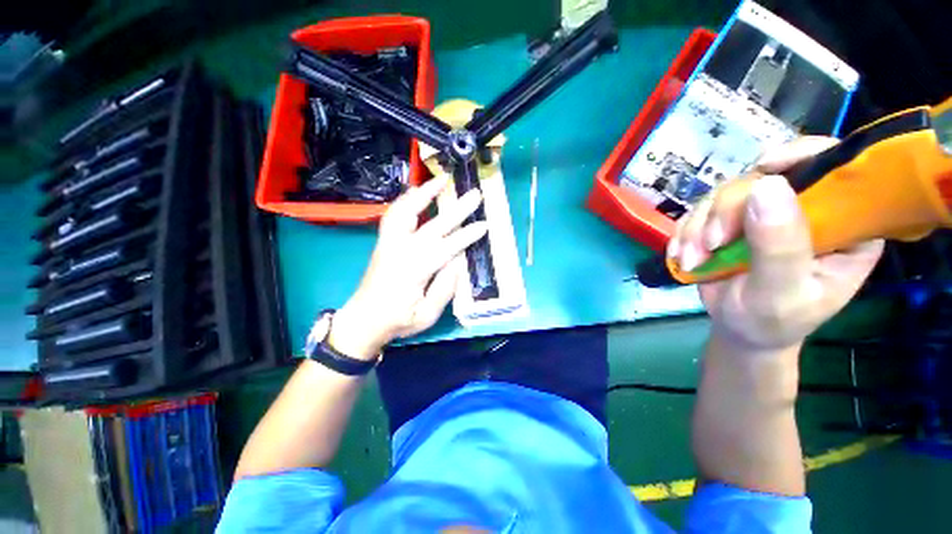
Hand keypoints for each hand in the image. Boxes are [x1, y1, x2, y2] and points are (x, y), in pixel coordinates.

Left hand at [329, 176, 487, 358]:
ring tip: (442, 179)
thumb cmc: (398, 321)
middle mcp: (400, 251)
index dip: (466, 236)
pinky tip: (417, 191)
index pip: (445, 248)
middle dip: (456, 209)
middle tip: (475, 195)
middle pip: (432, 225)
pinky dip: (406, 199)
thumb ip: (444, 289)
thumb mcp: (426, 315)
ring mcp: (389, 242)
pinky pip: (393, 214)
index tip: (483, 225)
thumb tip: (459, 262)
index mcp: (413, 272)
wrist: (363, 319)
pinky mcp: (384, 241)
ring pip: (405, 211)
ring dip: (425, 193)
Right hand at [669, 137, 883, 352]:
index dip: (804, 156)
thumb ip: (780, 246)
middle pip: (765, 178)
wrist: (740, 330)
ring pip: (724, 193)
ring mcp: (764, 212)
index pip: (836, 169)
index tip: (765, 168)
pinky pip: (700, 210)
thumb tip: (767, 185)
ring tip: (692, 260)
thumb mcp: (781, 294)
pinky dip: (685, 232)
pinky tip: (684, 256)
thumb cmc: (773, 322)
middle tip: (710, 245)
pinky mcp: (731, 220)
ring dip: (699, 227)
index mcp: (845, 224)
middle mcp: (806, 209)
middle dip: (728, 211)